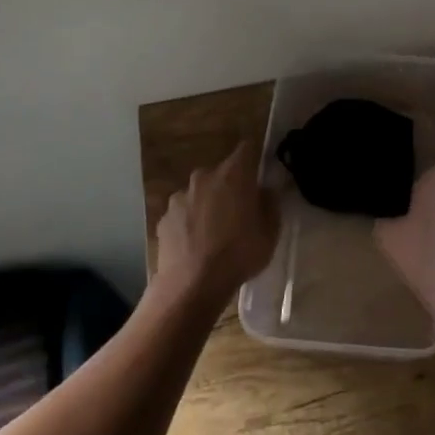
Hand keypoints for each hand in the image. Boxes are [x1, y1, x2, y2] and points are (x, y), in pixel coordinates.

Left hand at [155, 141, 279, 305]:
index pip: (246, 148)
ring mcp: (179, 197)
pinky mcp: (164, 218)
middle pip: (221, 173)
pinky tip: (196, 244)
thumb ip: (270, 203)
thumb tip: (265, 190)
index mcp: (233, 174)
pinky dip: (190, 222)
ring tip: (215, 232)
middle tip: (239, 211)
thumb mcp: (270, 231)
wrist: (192, 286)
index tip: (260, 171)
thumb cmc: (238, 254)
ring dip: (208, 204)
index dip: (254, 156)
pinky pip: (184, 213)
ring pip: (200, 193)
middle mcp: (203, 177)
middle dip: (230, 186)